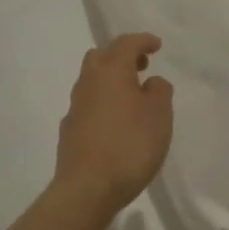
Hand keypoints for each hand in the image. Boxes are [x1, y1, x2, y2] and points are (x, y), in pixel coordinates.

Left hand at [54, 34, 173, 216]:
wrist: (87, 189)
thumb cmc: (130, 145)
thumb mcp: (159, 115)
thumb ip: (159, 91)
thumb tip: (150, 82)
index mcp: (111, 71)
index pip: (126, 43)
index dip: (142, 41)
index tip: (157, 45)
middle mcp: (88, 83)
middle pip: (101, 57)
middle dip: (121, 56)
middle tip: (141, 66)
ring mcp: (75, 107)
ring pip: (92, 81)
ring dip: (111, 81)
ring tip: (132, 97)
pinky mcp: (69, 131)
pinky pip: (88, 105)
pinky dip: (103, 103)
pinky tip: (115, 122)